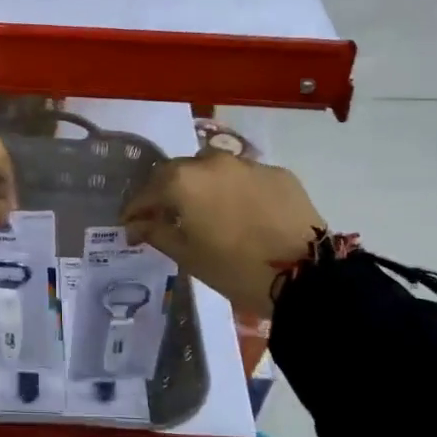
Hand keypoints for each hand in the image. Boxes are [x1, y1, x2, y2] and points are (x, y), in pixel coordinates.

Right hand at [121, 150, 323, 315]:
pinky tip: (243, 212)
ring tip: (207, 211)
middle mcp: (211, 162)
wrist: (306, 275)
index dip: (136, 208)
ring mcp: (247, 164)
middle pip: (178, 171)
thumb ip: (157, 233)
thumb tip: (136, 225)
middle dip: (168, 192)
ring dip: (203, 186)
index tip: (131, 224)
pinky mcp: (278, 173)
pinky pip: (246, 177)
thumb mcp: (188, 256)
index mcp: (182, 181)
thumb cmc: (235, 269)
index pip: (147, 190)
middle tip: (167, 216)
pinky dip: (236, 190)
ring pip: (213, 169)